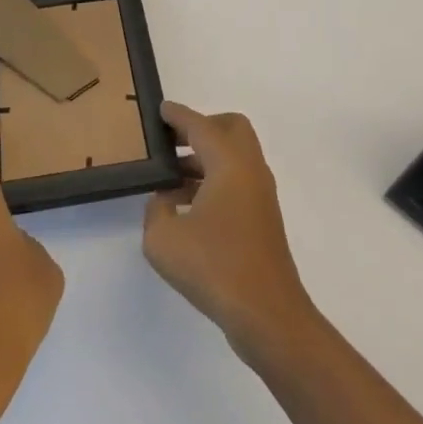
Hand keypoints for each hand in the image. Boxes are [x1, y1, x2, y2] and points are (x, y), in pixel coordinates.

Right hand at [143, 102, 315, 358]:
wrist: (267, 314)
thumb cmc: (215, 268)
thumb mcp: (164, 240)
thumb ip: (156, 211)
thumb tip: (164, 201)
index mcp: (229, 163)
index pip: (201, 126)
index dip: (178, 116)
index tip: (160, 109)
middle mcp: (250, 169)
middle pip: (230, 128)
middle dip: (201, 128)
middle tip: (172, 141)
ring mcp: (260, 194)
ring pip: (234, 156)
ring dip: (205, 157)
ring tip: (170, 177)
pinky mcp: (262, 218)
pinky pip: (236, 181)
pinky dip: (213, 180)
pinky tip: (186, 207)